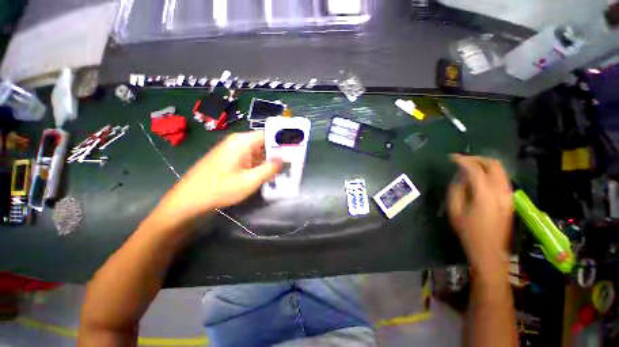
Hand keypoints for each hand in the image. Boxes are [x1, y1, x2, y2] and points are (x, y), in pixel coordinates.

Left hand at [160, 131, 281, 219]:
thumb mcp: (249, 181)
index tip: (295, 150)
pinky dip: (260, 165)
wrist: (188, 201)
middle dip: (278, 153)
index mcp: (242, 142)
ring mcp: (233, 151)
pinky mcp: (230, 159)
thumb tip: (283, 159)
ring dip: (270, 161)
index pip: (269, 134)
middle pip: (264, 143)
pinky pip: (250, 159)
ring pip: (258, 152)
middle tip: (292, 163)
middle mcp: (238, 142)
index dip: (283, 141)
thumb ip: (269, 168)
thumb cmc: (219, 189)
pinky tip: (268, 174)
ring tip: (284, 169)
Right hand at [447, 154, 512, 277]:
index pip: (475, 169)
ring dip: (484, 164)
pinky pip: (502, 178)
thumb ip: (457, 189)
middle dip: (477, 158)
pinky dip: (490, 172)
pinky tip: (479, 177)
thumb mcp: (455, 210)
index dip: (463, 161)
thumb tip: (460, 176)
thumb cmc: (468, 232)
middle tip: (462, 160)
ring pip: (500, 170)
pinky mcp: (510, 199)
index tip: (452, 158)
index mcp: (485, 195)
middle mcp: (501, 191)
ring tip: (469, 166)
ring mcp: (508, 195)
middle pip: (493, 164)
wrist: (490, 251)